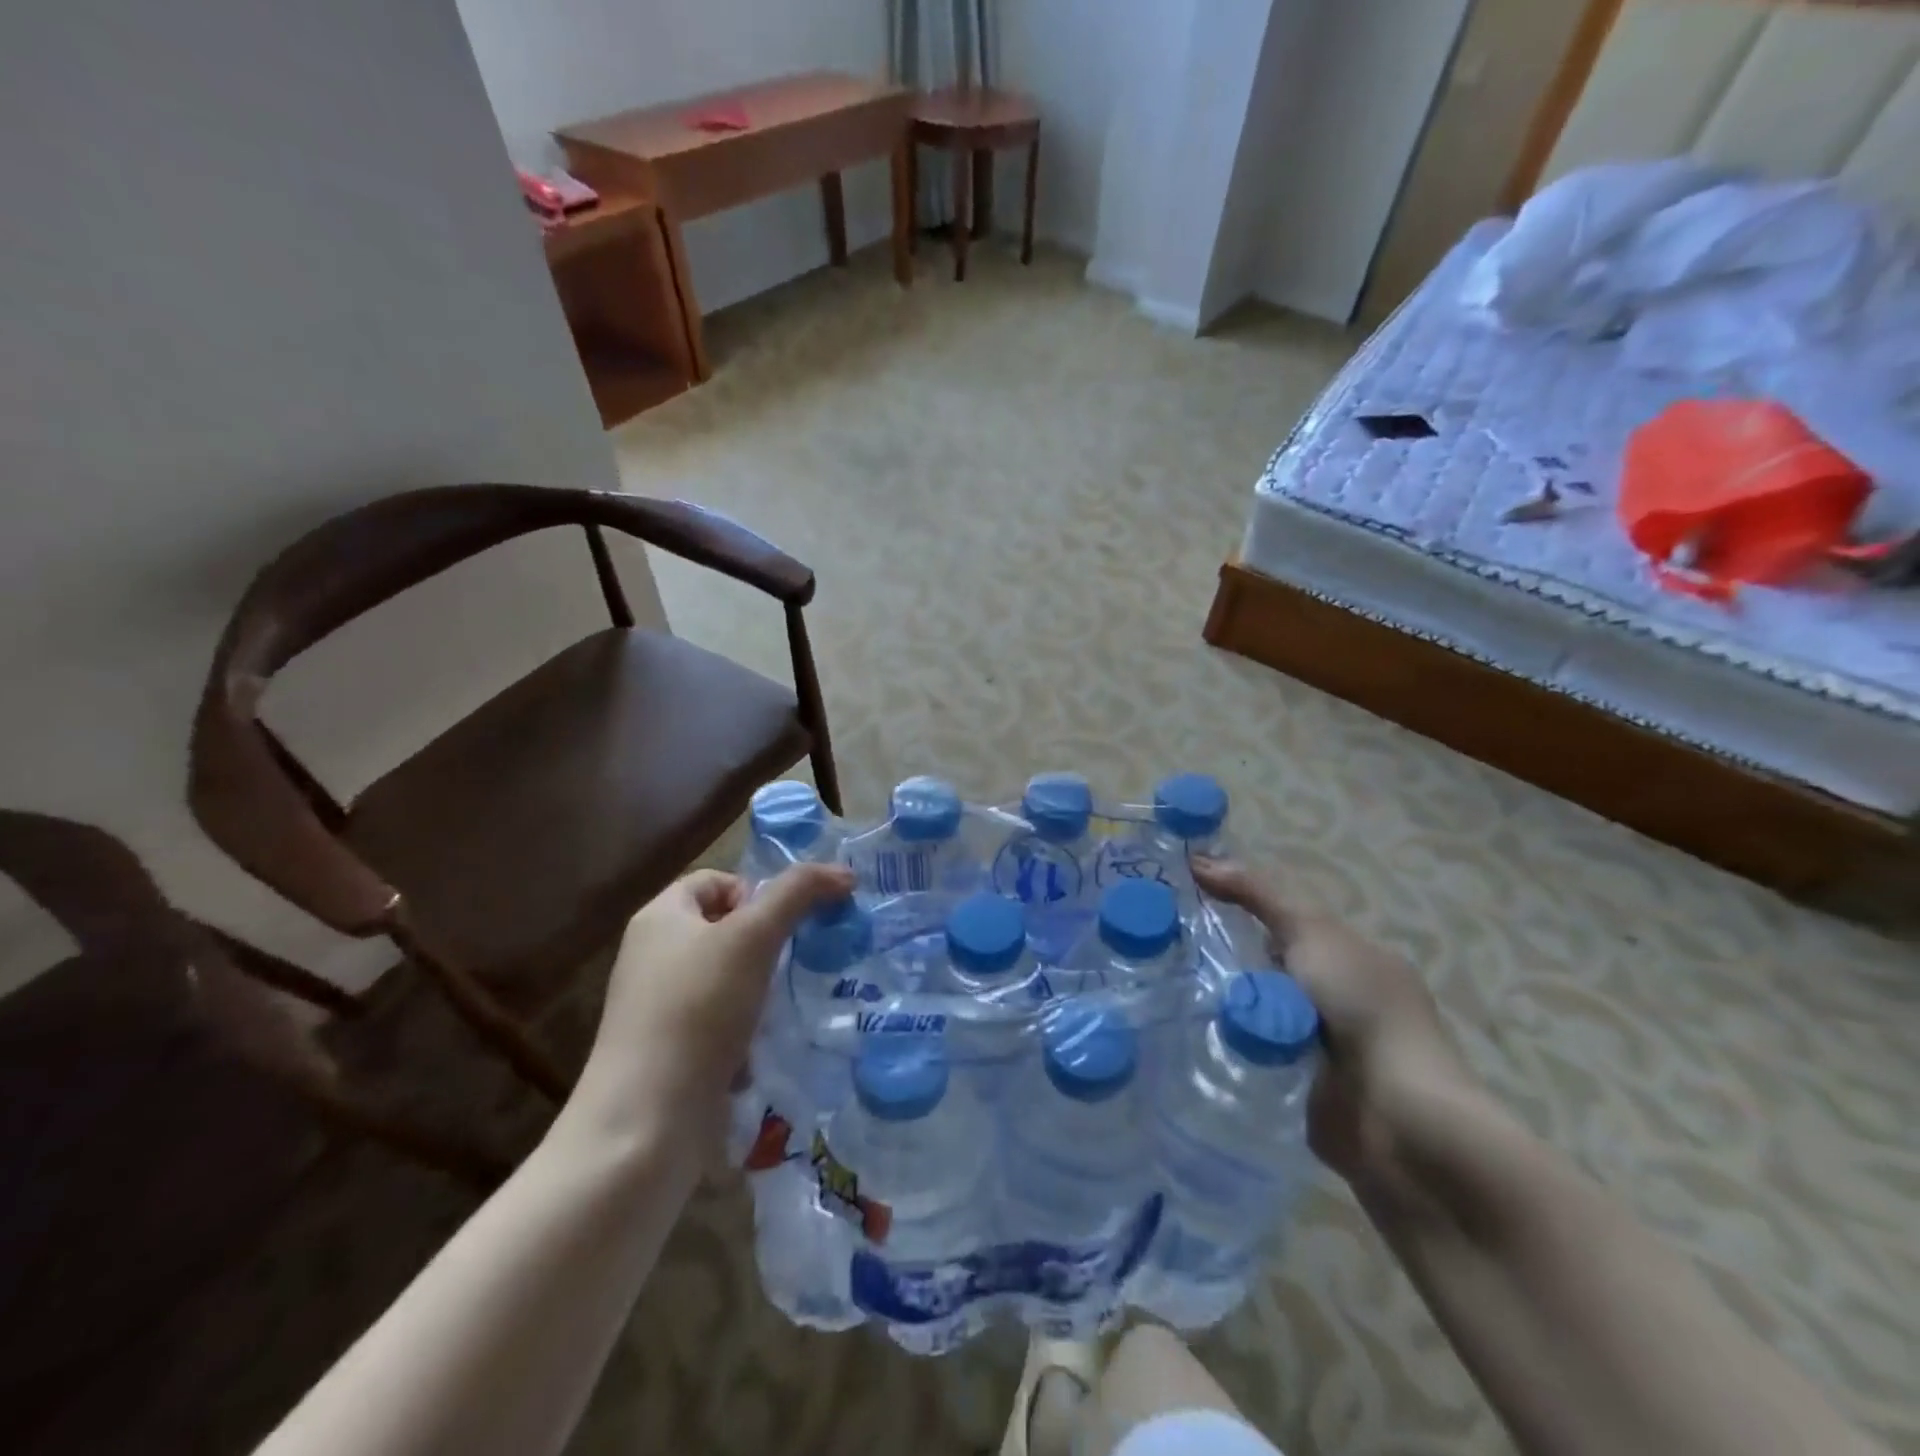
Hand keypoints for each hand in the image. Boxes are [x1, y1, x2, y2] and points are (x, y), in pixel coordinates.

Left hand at [567, 863, 855, 1155]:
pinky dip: (744, 1035)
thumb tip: (843, 872)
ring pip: (728, 981)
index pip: (717, 880)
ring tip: (778, 1013)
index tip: (782, 927)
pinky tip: (757, 1055)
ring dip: (760, 994)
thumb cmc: (697, 1010)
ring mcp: (659, 1009)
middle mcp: (653, 957)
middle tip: (792, 967)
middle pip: (725, 930)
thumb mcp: (753, 937)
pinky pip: (718, 1026)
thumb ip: (798, 894)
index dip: (755, 893)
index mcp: (660, 918)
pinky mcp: (669, 1054)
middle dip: (766, 947)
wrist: (645, 1124)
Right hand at [1194, 858, 1478, 1191]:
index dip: (1237, 912)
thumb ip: (1258, 895)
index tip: (1183, 907)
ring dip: (1217, 1008)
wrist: (1395, 1119)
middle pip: (1260, 969)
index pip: (1282, 926)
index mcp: (1350, 960)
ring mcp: (1317, 1049)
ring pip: (1250, 1013)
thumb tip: (1198, 859)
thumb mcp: (1310, 931)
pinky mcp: (1295, 1090)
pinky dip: (1224, 1048)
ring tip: (1159, 993)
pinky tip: (1181, 1036)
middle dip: (1218, 963)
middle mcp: (1336, 1001)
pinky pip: (1247, 1057)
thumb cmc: (1362, 1008)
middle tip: (1161, 952)